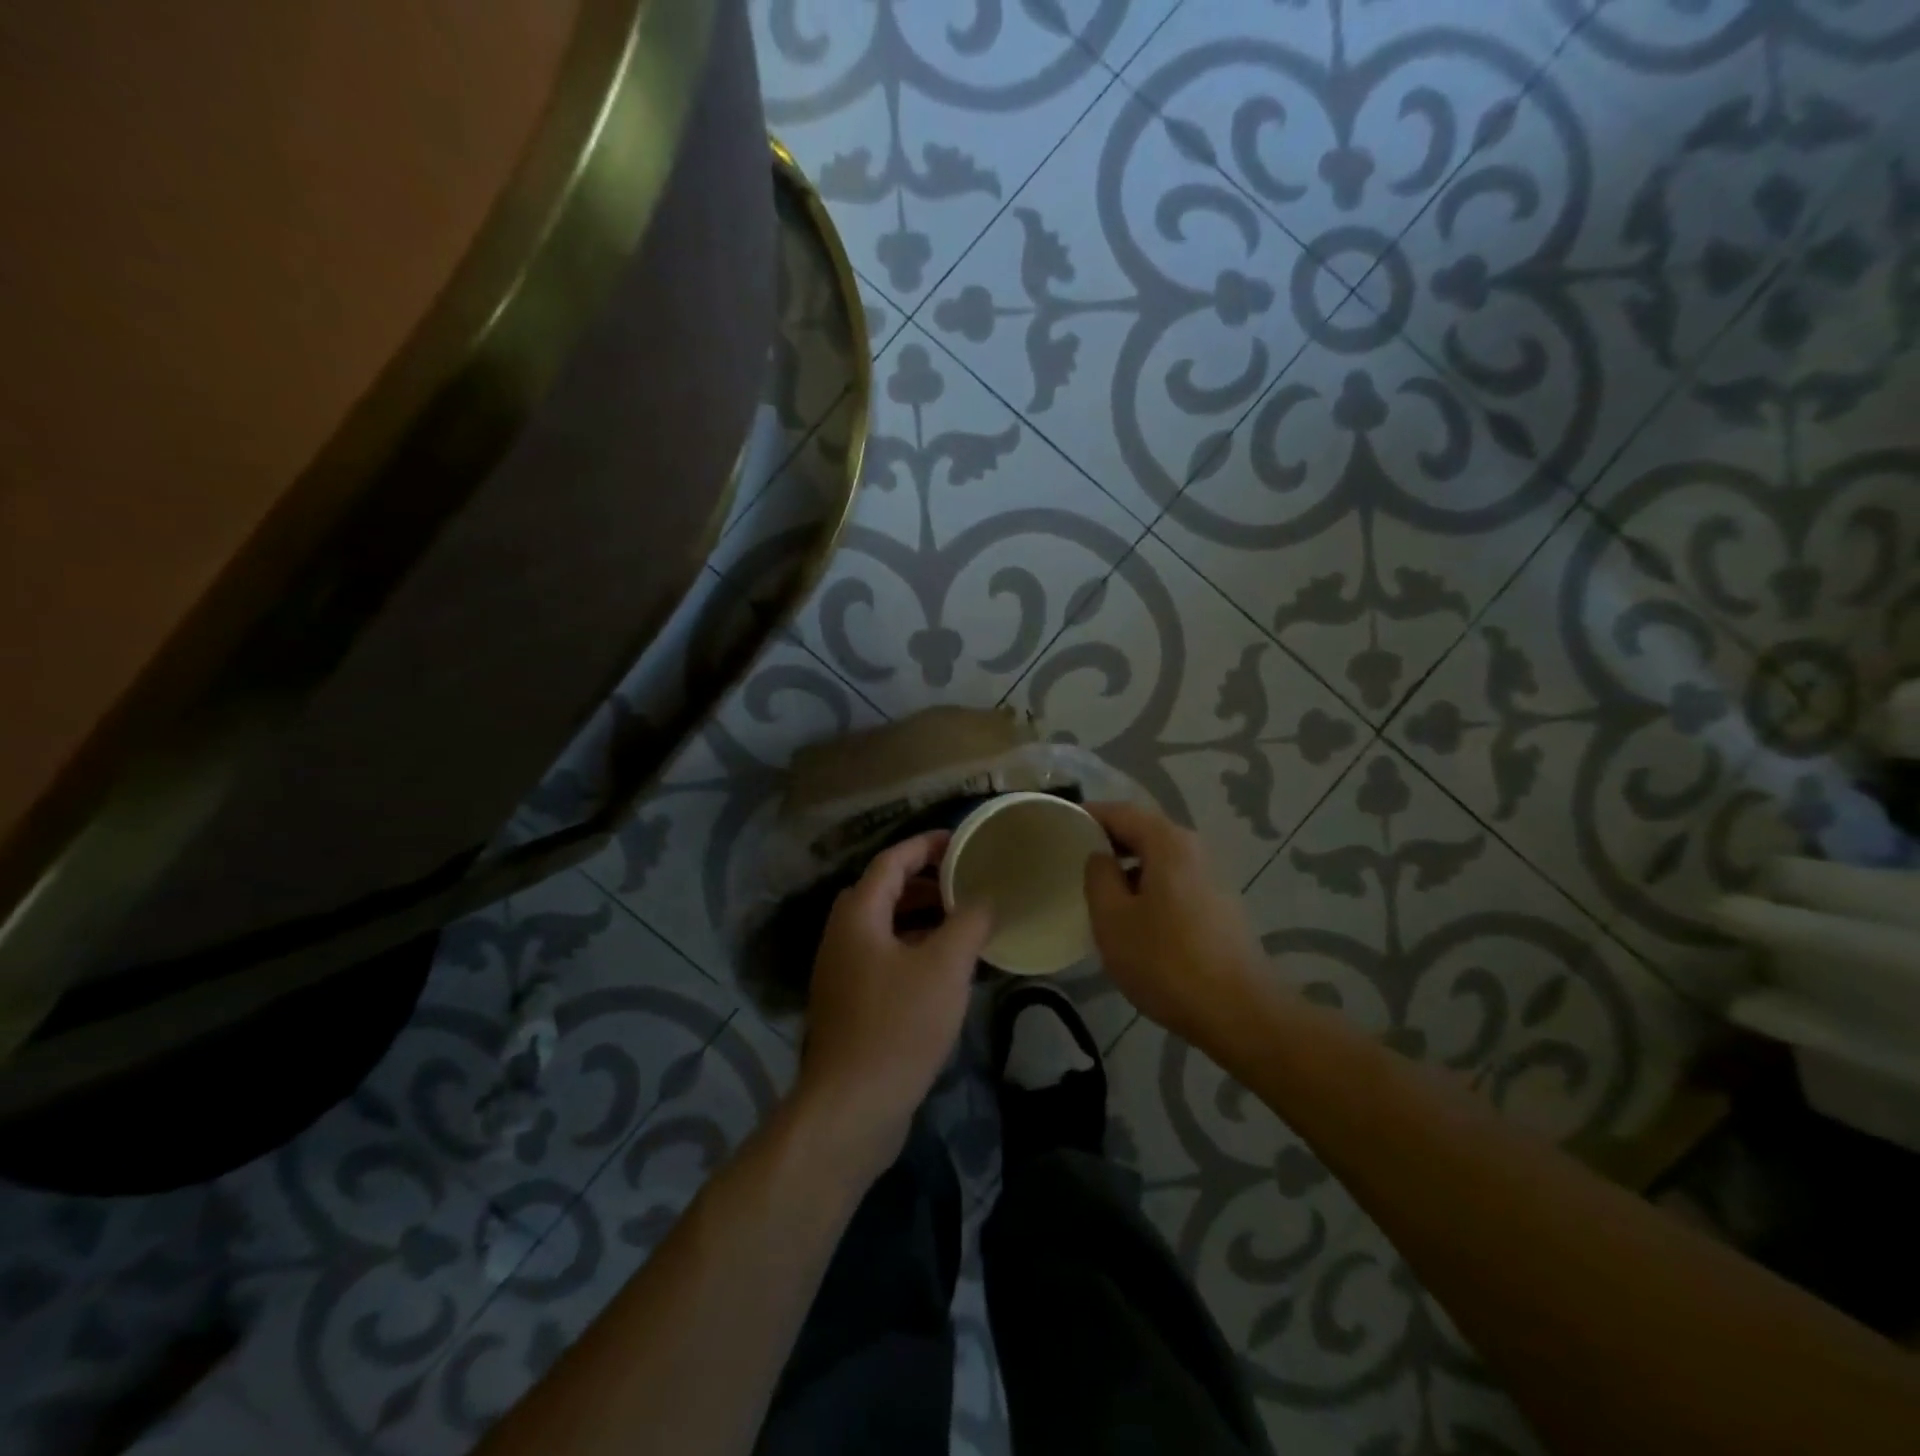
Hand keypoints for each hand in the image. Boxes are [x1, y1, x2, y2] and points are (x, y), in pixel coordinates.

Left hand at [794, 831, 991, 1184]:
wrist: (852, 1106)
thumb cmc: (899, 1025)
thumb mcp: (945, 967)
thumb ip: (968, 923)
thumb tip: (985, 897)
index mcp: (858, 915)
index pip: (891, 861)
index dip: (926, 845)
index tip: (960, 840)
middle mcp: (842, 935)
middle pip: (884, 890)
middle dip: (926, 881)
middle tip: (965, 881)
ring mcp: (842, 970)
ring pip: (884, 926)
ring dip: (921, 916)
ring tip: (962, 920)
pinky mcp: (849, 1002)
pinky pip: (883, 955)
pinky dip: (913, 947)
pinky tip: (944, 967)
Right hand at [1083, 802, 1265, 1047]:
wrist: (1240, 1013)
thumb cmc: (1166, 961)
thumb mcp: (1112, 919)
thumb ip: (1098, 876)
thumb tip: (1100, 856)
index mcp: (1167, 842)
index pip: (1120, 811)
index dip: (1087, 815)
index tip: (1059, 827)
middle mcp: (1193, 849)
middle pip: (1142, 831)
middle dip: (1107, 841)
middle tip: (1072, 860)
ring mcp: (1210, 877)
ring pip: (1158, 859)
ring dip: (1127, 868)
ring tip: (1097, 891)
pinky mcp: (1218, 905)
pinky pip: (1173, 881)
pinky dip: (1147, 887)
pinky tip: (1132, 918)